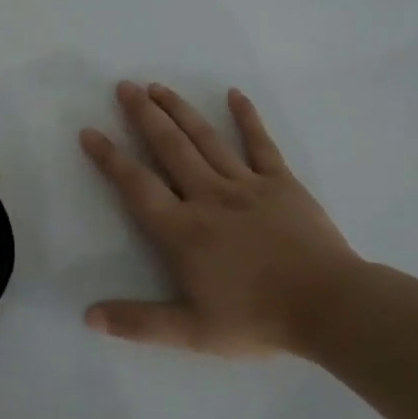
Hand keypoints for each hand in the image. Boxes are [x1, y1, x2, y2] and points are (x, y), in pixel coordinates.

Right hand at [81, 82, 358, 356]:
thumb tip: (89, 316)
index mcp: (183, 230)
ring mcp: (246, 185)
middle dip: (144, 116)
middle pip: (170, 148)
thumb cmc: (257, 319)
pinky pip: (260, 144)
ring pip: (206, 139)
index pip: (137, 186)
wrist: (328, 306)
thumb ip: (138, 322)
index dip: (110, 158)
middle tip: (124, 87)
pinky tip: (234, 94)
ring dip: (180, 110)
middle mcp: (208, 197)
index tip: (90, 132)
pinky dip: (246, 117)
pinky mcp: (281, 182)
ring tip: (158, 87)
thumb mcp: (191, 332)